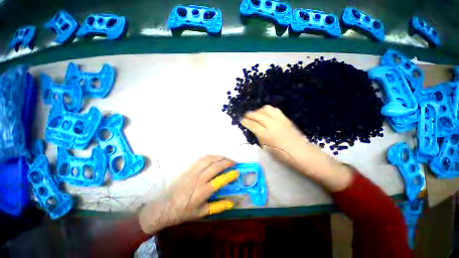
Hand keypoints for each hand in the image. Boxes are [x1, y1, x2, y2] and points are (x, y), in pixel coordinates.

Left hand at [139, 155, 238, 233]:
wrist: (165, 206)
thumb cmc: (184, 211)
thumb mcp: (201, 213)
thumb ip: (218, 207)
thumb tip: (231, 202)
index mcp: (203, 191)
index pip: (220, 180)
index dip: (230, 175)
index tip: (237, 172)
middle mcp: (199, 179)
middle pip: (216, 166)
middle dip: (227, 162)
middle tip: (234, 162)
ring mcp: (193, 172)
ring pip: (209, 160)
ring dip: (219, 157)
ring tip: (225, 158)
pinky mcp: (189, 169)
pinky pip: (201, 159)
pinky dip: (210, 156)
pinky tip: (214, 157)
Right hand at [241, 105, 310, 169]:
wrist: (300, 151)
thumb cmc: (281, 153)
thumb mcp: (266, 147)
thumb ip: (259, 136)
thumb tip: (254, 128)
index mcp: (266, 134)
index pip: (252, 125)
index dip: (245, 122)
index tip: (242, 121)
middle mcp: (272, 124)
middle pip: (257, 115)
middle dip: (249, 114)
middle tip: (246, 116)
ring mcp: (279, 120)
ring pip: (266, 109)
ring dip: (258, 110)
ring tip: (256, 114)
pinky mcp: (285, 118)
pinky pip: (274, 110)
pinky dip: (268, 110)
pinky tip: (266, 114)